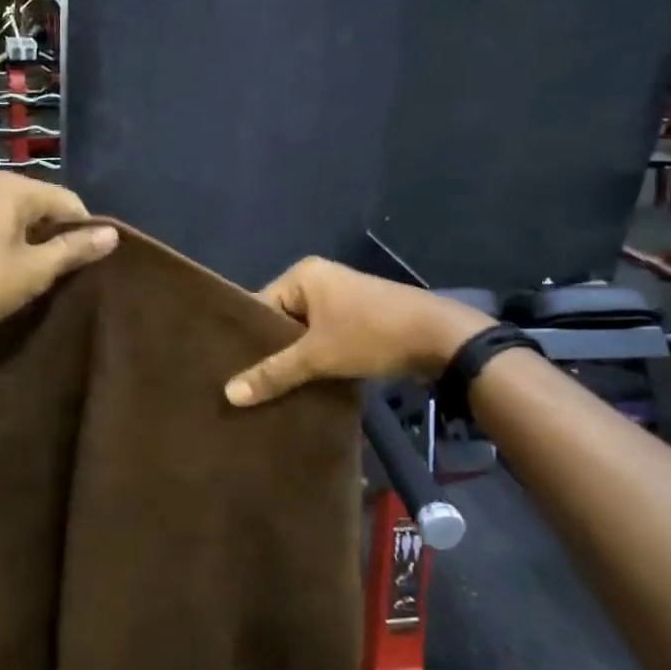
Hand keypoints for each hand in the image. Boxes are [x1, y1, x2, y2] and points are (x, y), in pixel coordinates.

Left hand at [0, 173, 118, 337]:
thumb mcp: (35, 270)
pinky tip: (5, 273)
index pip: (67, 201)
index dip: (85, 231)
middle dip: (56, 237)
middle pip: (40, 207)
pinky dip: (6, 245)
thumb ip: (74, 249)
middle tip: (64, 274)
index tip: (89, 264)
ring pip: (15, 219)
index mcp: (12, 187)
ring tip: (37, 277)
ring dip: (31, 243)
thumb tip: (112, 234)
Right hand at [224, 258, 494, 406]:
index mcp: (303, 275)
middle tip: (247, 386)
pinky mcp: (360, 319)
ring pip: (304, 334)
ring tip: (270, 391)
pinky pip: (325, 339)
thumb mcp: (317, 356)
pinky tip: (304, 386)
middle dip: (271, 353)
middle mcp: (320, 280)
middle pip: (281, 321)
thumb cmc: (371, 335)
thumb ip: (273, 373)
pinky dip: (317, 360)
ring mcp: (342, 299)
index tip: (230, 371)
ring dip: (295, 360)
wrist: (441, 339)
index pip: (260, 306)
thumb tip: (229, 394)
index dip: (248, 339)